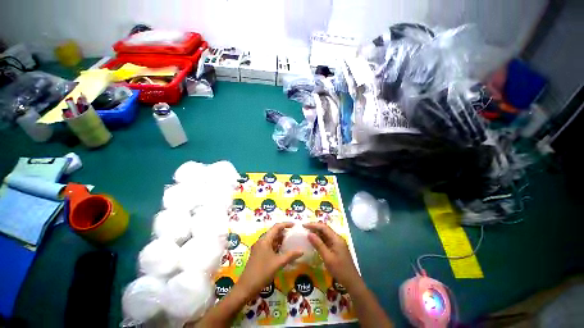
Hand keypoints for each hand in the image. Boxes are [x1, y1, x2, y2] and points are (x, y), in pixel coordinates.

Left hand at [237, 222, 302, 296]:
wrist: (246, 287)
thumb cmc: (262, 272)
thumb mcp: (278, 263)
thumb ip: (290, 255)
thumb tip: (301, 251)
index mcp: (265, 240)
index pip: (276, 227)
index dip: (286, 224)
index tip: (294, 226)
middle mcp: (261, 241)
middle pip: (274, 232)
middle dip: (284, 232)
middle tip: (294, 234)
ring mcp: (259, 248)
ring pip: (271, 239)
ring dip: (280, 239)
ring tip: (290, 241)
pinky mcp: (258, 254)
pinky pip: (269, 246)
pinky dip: (276, 246)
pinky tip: (283, 251)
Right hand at [303, 222, 361, 290]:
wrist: (352, 282)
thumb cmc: (340, 270)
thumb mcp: (327, 257)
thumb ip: (318, 245)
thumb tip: (309, 234)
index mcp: (336, 238)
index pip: (323, 227)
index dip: (313, 225)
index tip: (304, 225)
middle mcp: (337, 238)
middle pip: (325, 229)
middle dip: (314, 227)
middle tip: (304, 229)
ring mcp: (337, 243)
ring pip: (325, 234)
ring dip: (316, 233)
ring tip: (307, 233)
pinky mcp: (336, 248)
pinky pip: (326, 240)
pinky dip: (319, 239)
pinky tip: (314, 241)